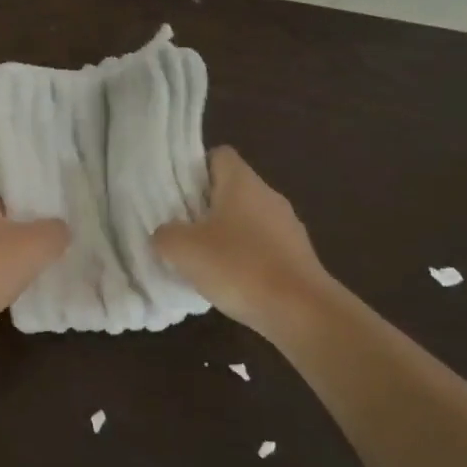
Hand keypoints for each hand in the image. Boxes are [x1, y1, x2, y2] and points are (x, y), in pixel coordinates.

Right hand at [153, 147, 333, 334]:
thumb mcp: (183, 250)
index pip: (219, 155)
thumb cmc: (238, 267)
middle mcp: (268, 196)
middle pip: (231, 188)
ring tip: (201, 258)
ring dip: (224, 233)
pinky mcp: (296, 255)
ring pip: (247, 218)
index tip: (176, 192)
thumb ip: (166, 234)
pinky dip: (243, 257)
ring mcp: (287, 226)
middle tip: (180, 228)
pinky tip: (229, 280)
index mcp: (243, 183)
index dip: (195, 168)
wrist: (300, 311)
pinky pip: (261, 246)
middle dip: (204, 205)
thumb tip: (166, 233)